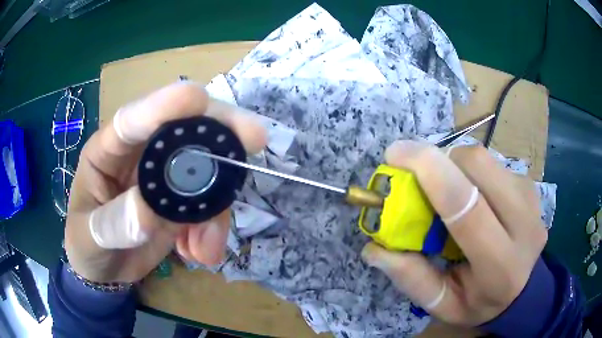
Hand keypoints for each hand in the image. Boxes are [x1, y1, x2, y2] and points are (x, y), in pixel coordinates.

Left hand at [64, 82, 266, 282]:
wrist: (104, 270)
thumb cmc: (85, 245)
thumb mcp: (88, 237)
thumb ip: (112, 224)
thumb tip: (147, 211)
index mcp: (109, 150)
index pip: (135, 118)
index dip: (165, 104)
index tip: (198, 97)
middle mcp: (141, 154)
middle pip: (185, 128)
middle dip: (220, 133)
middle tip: (254, 139)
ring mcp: (165, 178)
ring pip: (206, 170)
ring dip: (216, 206)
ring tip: (206, 248)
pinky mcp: (182, 202)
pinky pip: (209, 205)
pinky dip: (212, 230)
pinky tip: (199, 254)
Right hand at [361, 141, 546, 325]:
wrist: (524, 289)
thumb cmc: (480, 302)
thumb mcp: (443, 306)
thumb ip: (412, 279)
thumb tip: (374, 248)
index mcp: (500, 265)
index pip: (466, 207)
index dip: (429, 171)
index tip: (395, 154)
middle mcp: (524, 224)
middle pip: (477, 165)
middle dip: (440, 161)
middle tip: (420, 178)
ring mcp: (531, 199)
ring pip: (484, 159)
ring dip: (455, 166)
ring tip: (449, 193)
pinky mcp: (530, 185)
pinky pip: (492, 163)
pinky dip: (471, 171)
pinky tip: (472, 196)